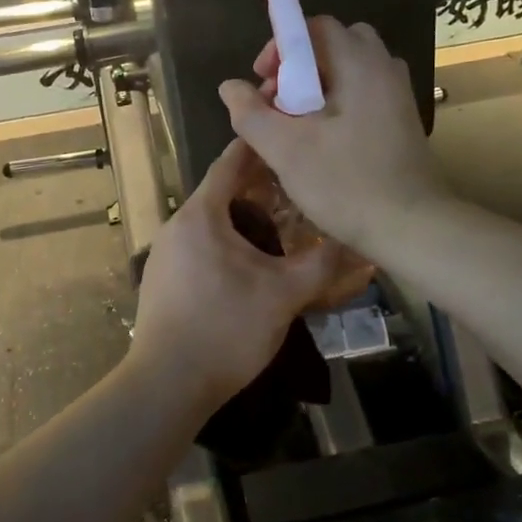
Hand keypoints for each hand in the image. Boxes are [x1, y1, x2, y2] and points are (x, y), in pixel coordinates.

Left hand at [130, 139, 345, 407]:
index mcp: (200, 215)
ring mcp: (164, 255)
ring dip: (243, 219)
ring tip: (281, 227)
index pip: (230, 163)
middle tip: (297, 189)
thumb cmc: (226, 328)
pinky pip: (199, 248)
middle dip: (258, 188)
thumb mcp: (283, 295)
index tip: (286, 137)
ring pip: (210, 224)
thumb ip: (322, 264)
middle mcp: (176, 226)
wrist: (167, 384)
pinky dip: (226, 244)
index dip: (259, 148)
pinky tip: (251, 266)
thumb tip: (358, 242)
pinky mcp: (163, 282)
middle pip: (220, 193)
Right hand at [218, 17, 449, 257]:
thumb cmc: (346, 183)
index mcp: (359, 63)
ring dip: (319, 87)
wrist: (411, 227)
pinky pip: (364, 93)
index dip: (281, 47)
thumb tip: (229, 87)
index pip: (315, 27)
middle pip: (334, 45)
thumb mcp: (286, 149)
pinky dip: (339, 103)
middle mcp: (384, 68)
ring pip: (350, 71)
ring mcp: (398, 95)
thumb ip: (251, 114)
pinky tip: (325, 141)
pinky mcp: (403, 121)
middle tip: (279, 103)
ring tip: (299, 124)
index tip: (263, 82)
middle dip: (299, 67)